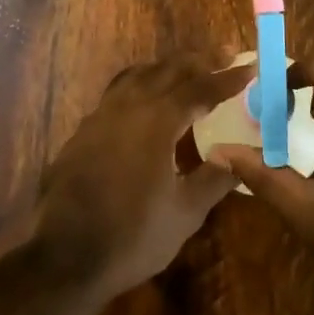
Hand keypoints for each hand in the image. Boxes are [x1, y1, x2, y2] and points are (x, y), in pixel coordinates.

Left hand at [33, 50, 252, 298]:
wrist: (65, 256)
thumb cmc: (132, 235)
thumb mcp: (184, 213)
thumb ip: (214, 178)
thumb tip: (237, 156)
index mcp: (158, 119)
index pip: (200, 89)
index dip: (227, 78)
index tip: (249, 67)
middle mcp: (129, 105)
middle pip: (168, 70)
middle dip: (198, 62)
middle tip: (222, 58)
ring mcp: (102, 115)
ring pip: (138, 75)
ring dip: (165, 69)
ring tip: (184, 73)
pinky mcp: (84, 131)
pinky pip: (118, 93)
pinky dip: (140, 86)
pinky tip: (144, 105)